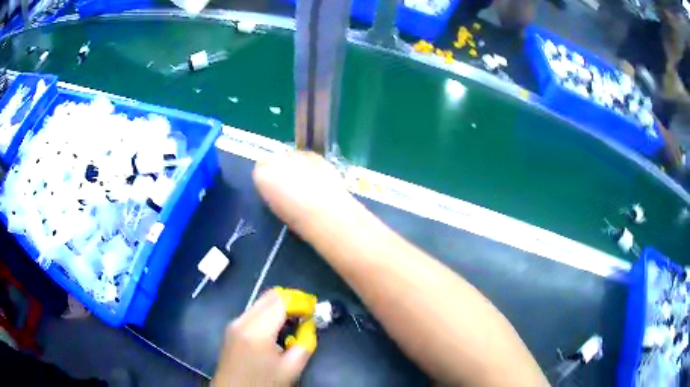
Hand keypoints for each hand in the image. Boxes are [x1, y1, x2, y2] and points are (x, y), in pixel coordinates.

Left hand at [213, 290, 312, 385]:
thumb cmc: (263, 384)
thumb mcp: (290, 369)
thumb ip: (304, 344)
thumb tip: (310, 326)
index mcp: (257, 331)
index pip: (281, 301)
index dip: (301, 301)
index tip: (315, 309)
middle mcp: (242, 320)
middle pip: (269, 297)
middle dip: (291, 300)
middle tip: (308, 313)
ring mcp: (234, 323)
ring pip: (261, 303)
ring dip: (280, 306)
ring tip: (295, 322)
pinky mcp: (231, 328)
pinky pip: (253, 312)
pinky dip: (269, 313)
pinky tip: (278, 328)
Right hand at [253, 151, 359, 236]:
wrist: (324, 213)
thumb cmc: (296, 218)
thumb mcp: (275, 206)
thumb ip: (273, 191)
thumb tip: (278, 188)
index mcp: (262, 175)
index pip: (260, 168)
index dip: (269, 177)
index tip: (276, 187)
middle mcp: (276, 159)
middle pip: (277, 159)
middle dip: (283, 169)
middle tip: (293, 184)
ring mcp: (297, 154)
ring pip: (294, 156)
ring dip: (298, 166)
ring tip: (309, 182)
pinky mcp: (315, 155)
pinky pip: (310, 157)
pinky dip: (313, 165)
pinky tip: (320, 178)